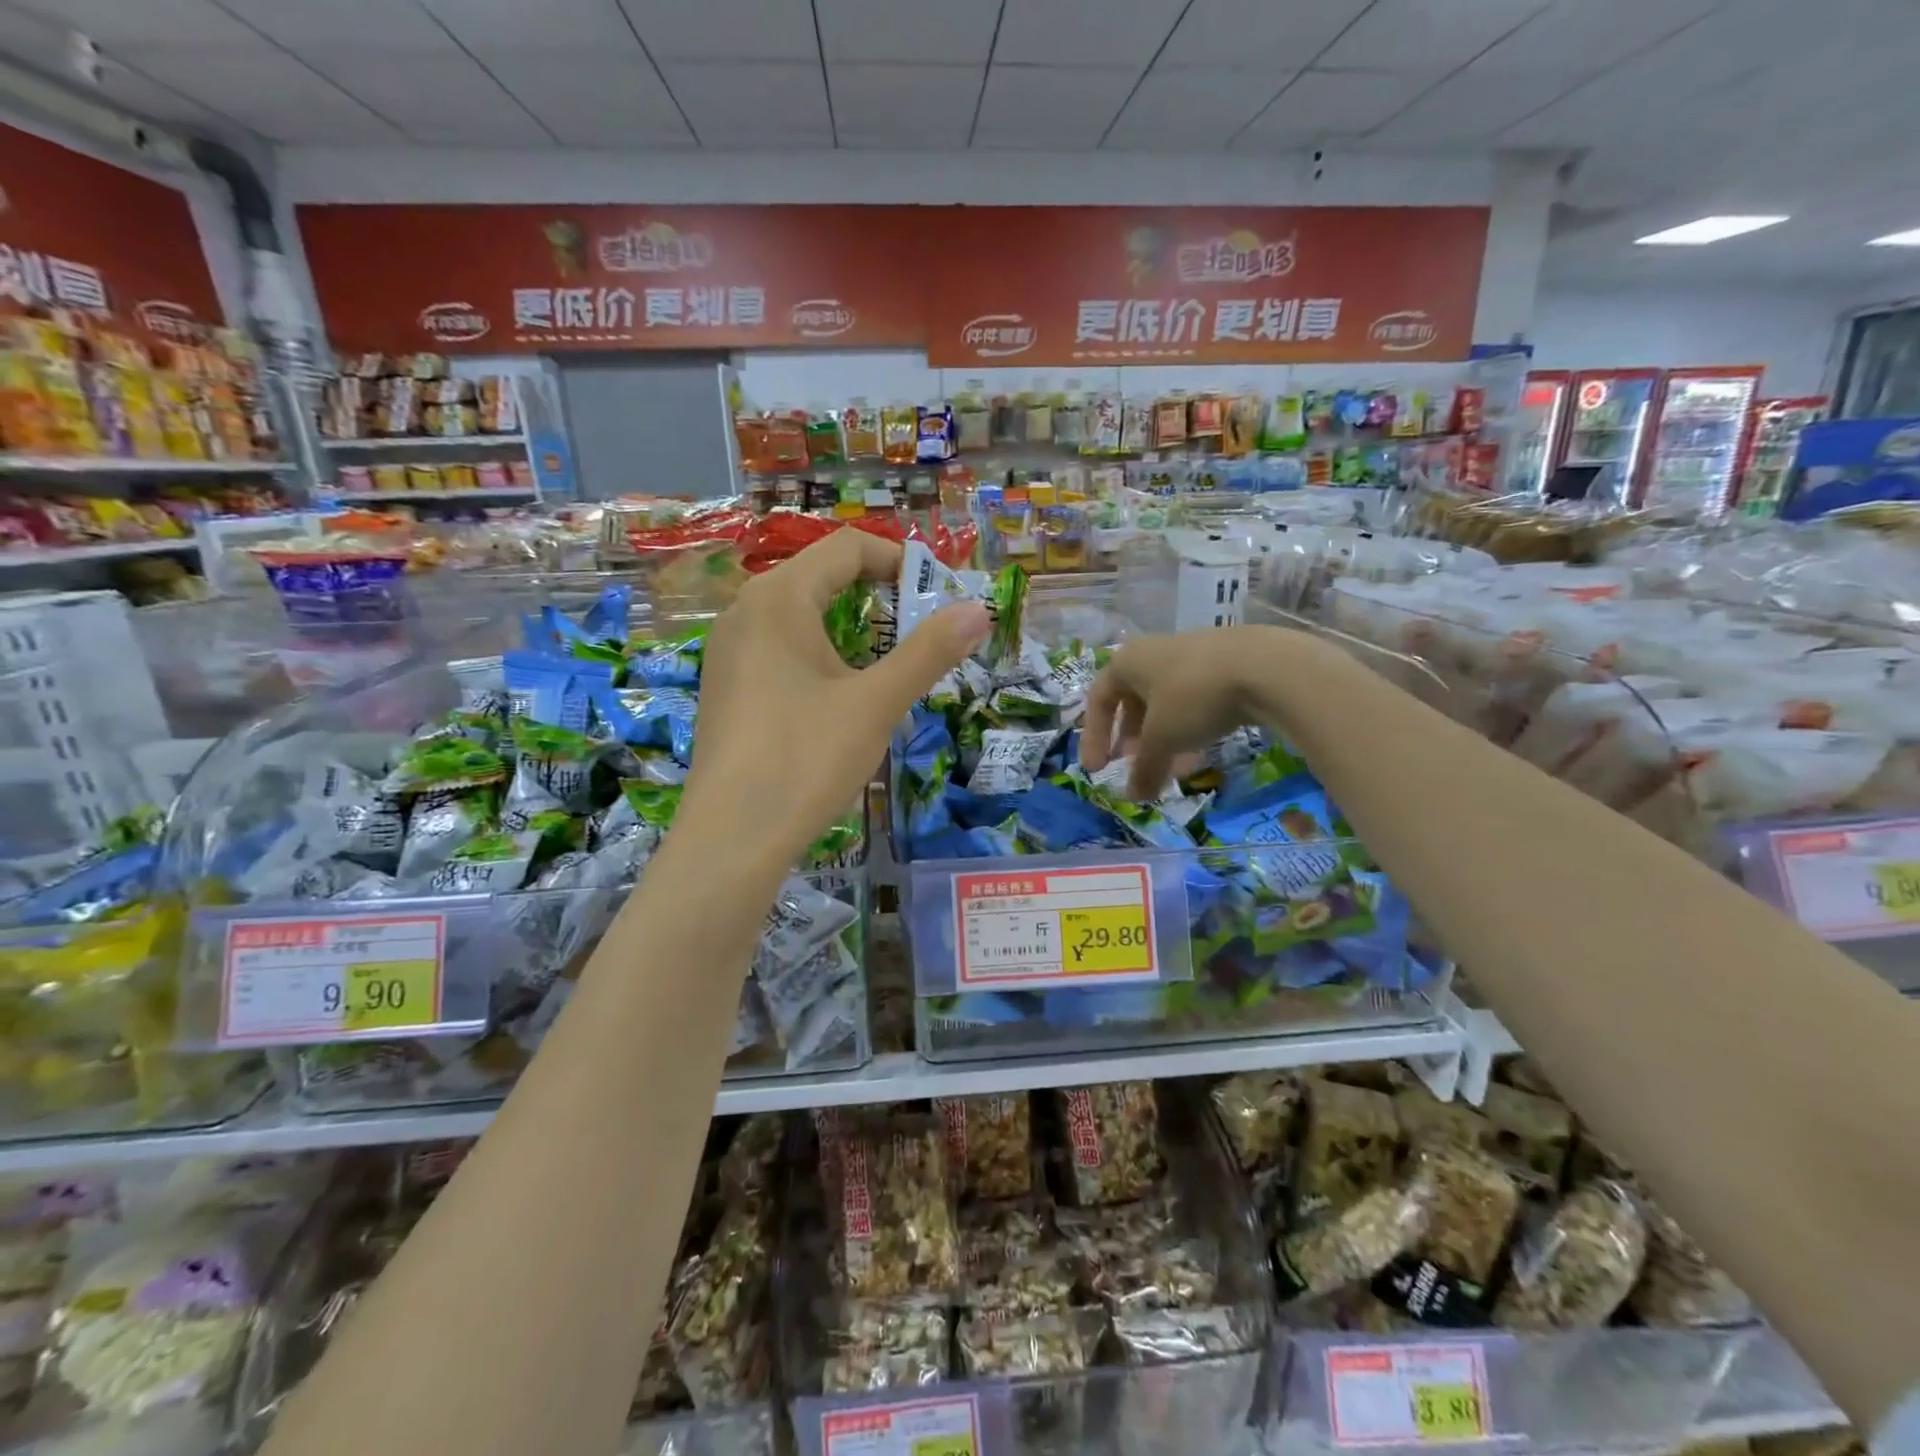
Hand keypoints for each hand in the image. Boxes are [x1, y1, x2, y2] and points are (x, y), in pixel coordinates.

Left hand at [686, 530, 988, 866]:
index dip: (898, 560)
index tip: (936, 595)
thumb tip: (979, 610)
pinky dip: (818, 653)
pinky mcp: (725, 685)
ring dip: (849, 626)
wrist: (731, 839)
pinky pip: (779, 647)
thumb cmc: (805, 759)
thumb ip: (929, 652)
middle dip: (877, 595)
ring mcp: (728, 650)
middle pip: (821, 576)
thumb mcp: (876, 703)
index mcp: (779, 597)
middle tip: (918, 633)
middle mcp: (745, 611)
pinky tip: (837, 696)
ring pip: (799, 614)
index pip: (846, 548)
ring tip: (886, 666)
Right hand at [1080, 627, 1295, 797]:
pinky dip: (1188, 731)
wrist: (1265, 667)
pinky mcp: (1224, 667)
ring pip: (1166, 705)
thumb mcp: (1162, 739)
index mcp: (1127, 662)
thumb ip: (1143, 769)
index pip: (1098, 700)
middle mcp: (1154, 654)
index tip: (1097, 771)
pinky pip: (1193, 703)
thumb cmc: (1193, 697)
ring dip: (1162, 740)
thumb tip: (1133, 798)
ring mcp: (1191, 658)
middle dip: (1132, 740)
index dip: (1093, 738)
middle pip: (1133, 702)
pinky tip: (1198, 756)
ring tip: (1170, 770)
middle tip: (1134, 766)